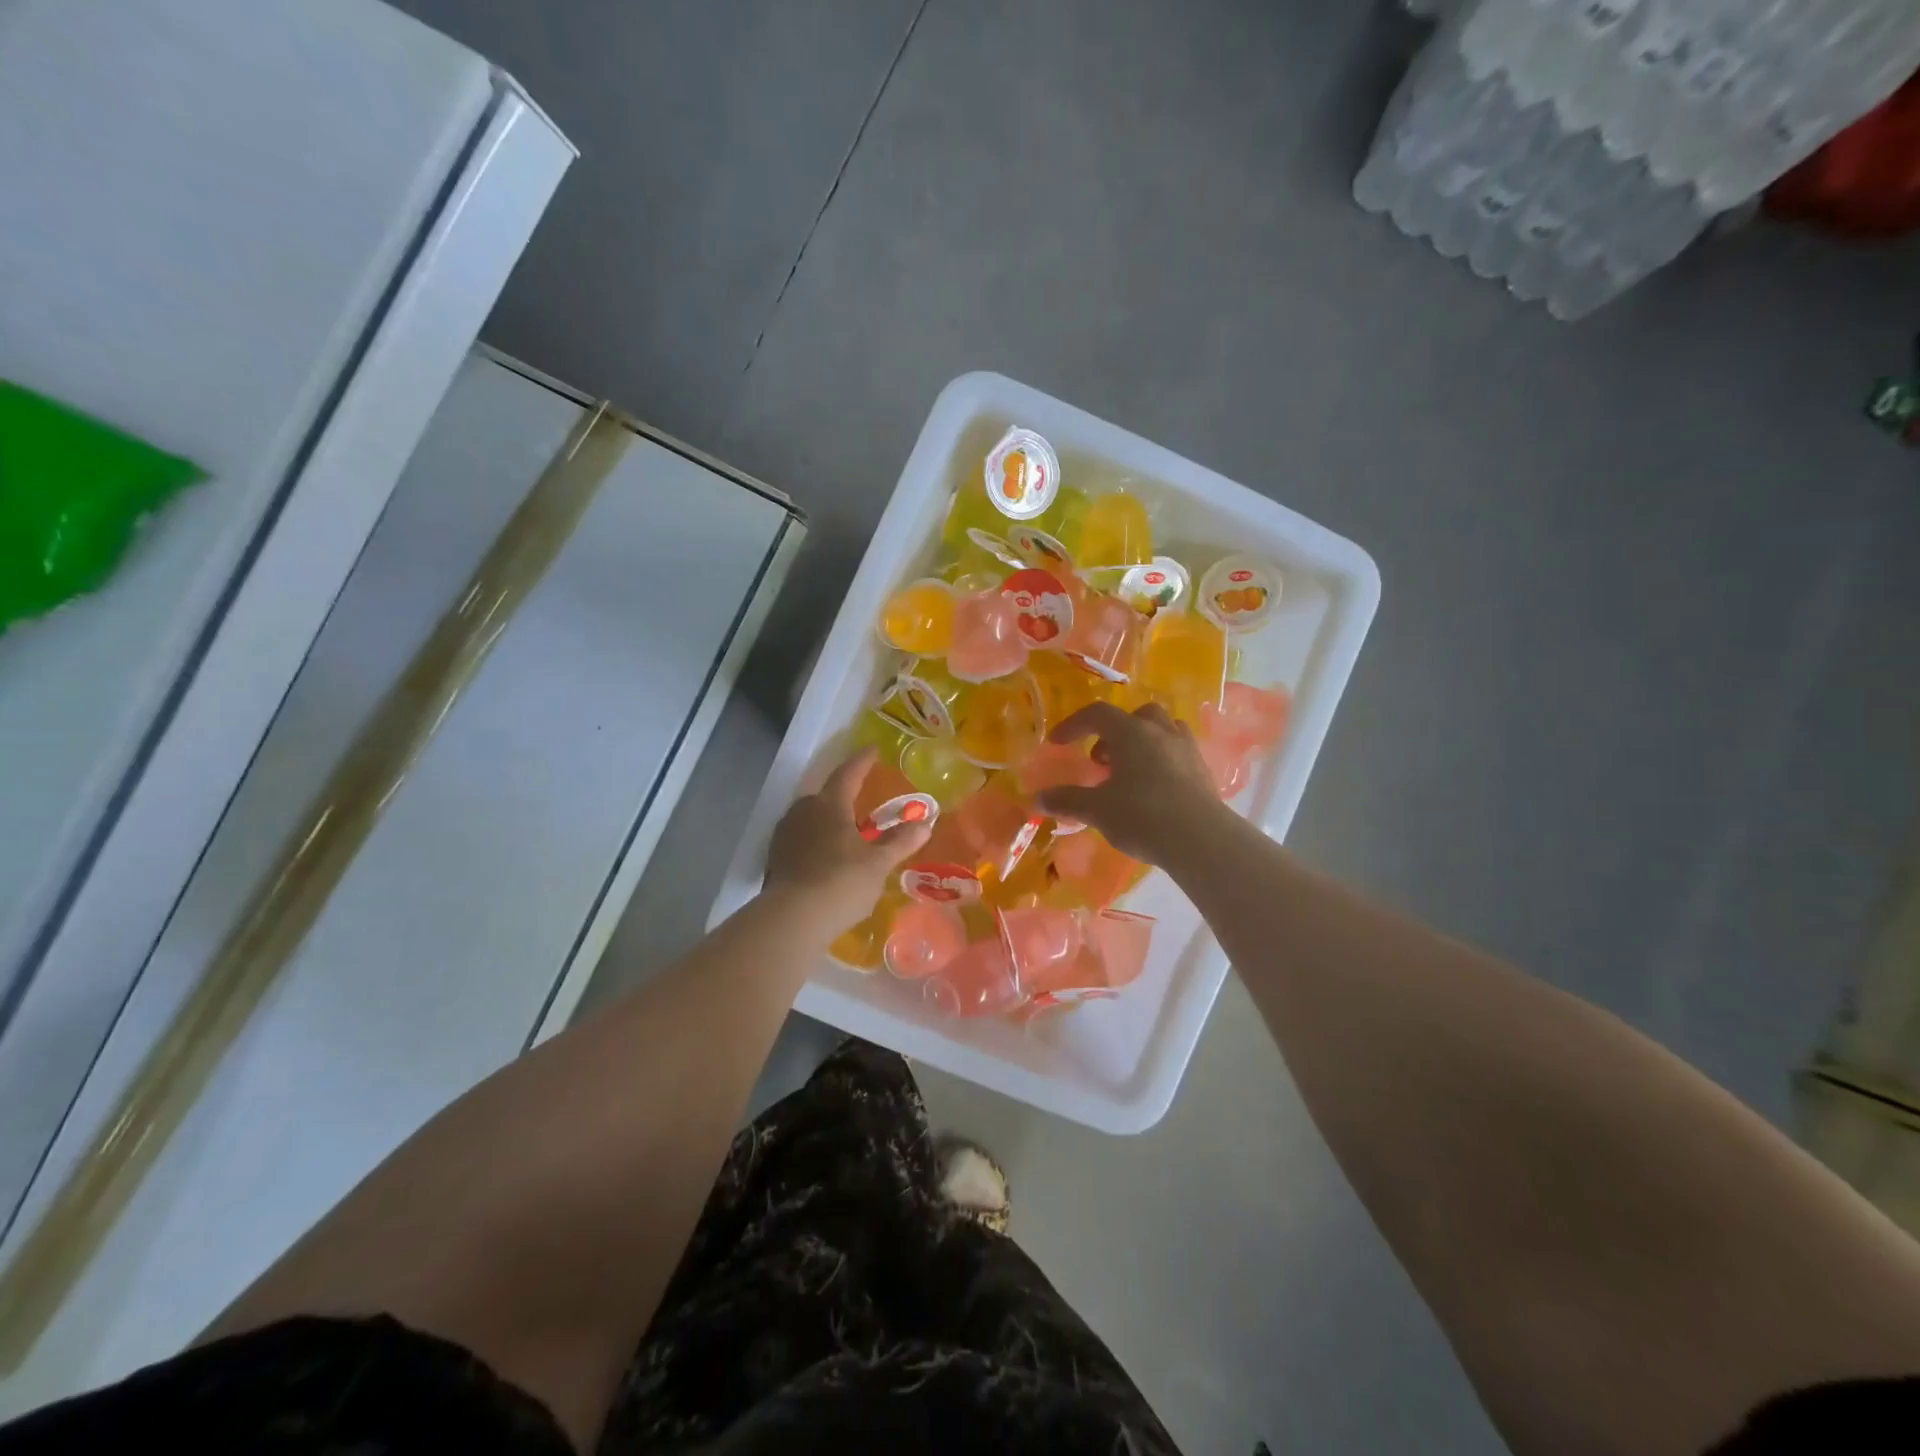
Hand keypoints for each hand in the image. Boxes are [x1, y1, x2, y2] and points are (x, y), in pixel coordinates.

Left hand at [765, 748, 931, 930]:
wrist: (791, 919)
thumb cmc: (841, 882)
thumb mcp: (878, 864)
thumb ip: (900, 842)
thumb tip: (925, 823)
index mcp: (829, 804)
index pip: (848, 773)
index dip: (862, 761)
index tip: (873, 749)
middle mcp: (803, 811)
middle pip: (825, 795)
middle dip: (844, 795)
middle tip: (862, 800)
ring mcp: (785, 834)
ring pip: (810, 818)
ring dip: (828, 820)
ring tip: (846, 832)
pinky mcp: (775, 858)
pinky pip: (800, 839)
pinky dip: (815, 842)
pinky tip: (826, 858)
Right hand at [1036, 702, 1224, 863]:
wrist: (1201, 839)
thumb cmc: (1142, 815)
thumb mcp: (1097, 810)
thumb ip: (1067, 800)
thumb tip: (1037, 798)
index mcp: (1131, 732)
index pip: (1097, 714)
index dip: (1073, 725)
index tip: (1058, 743)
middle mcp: (1161, 732)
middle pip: (1136, 716)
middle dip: (1115, 733)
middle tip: (1102, 760)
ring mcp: (1186, 749)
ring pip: (1163, 730)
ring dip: (1143, 743)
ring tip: (1129, 773)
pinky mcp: (1204, 771)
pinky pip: (1178, 753)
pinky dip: (1162, 761)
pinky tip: (1154, 790)